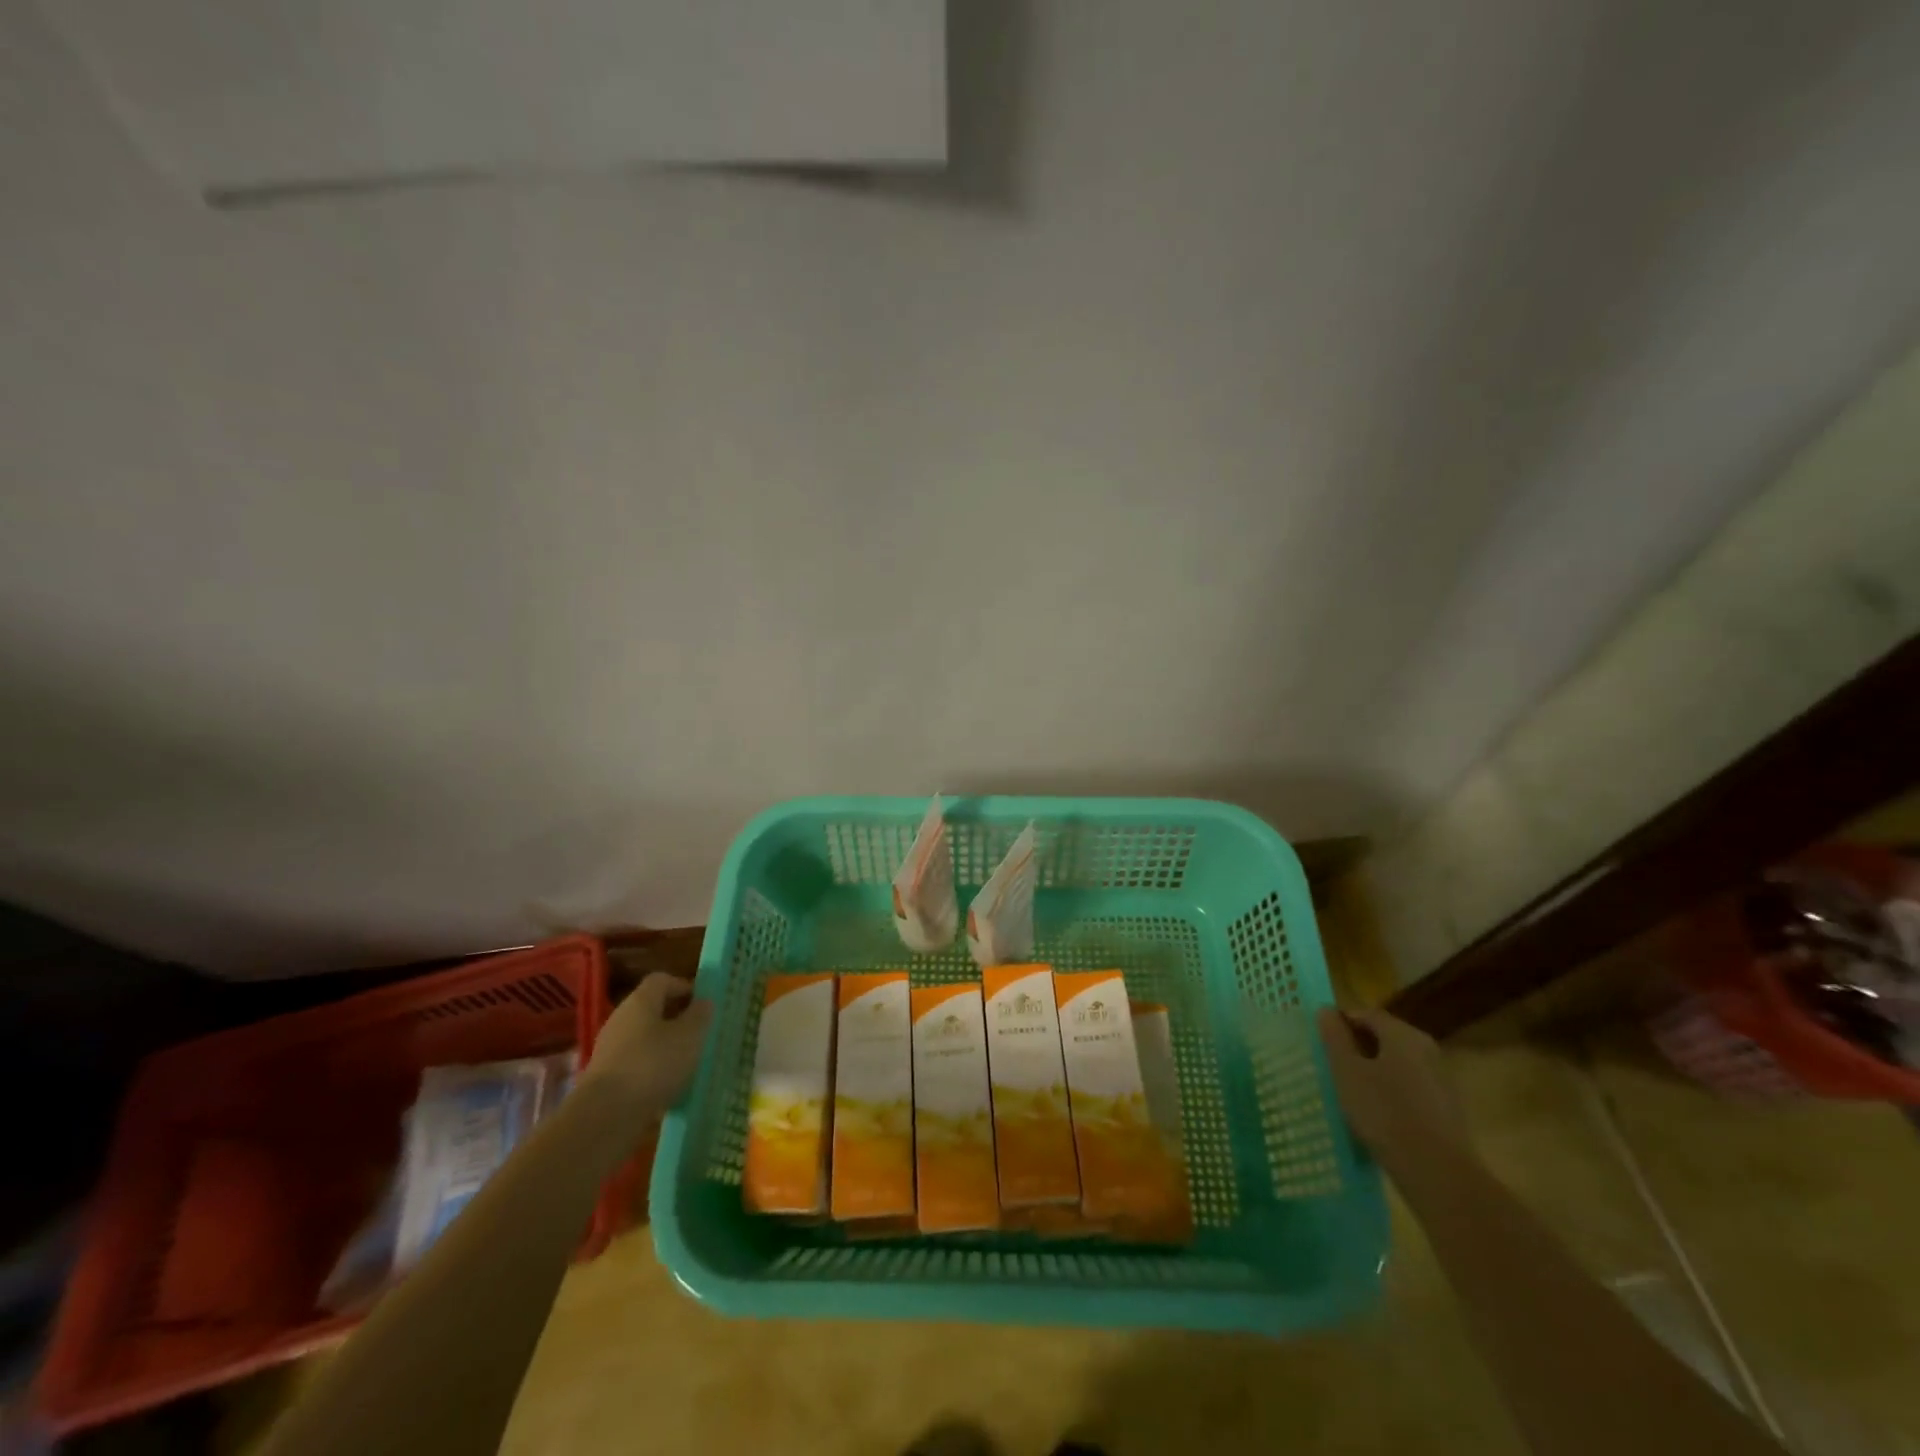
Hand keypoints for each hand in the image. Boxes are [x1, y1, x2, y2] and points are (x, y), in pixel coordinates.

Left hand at [580, 973, 713, 1122]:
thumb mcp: (690, 1036)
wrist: (605, 1116)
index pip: (662, 980)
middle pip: (652, 1009)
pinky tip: (668, 1087)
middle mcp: (621, 1019)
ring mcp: (609, 1049)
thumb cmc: (653, 1064)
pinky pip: (635, 1064)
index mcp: (640, 1001)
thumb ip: (700, 1015)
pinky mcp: (604, 1078)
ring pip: (644, 1038)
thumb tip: (704, 1002)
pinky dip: (652, 1071)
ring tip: (688, 1063)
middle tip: (700, 1032)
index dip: (684, 986)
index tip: (704, 1003)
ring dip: (666, 1046)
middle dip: (676, 1018)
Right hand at [1317, 1007, 1468, 1180]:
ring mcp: (1441, 1078)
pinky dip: (1391, 1090)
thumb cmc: (1384, 1113)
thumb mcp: (1347, 1071)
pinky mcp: (1446, 1107)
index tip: (1322, 1043)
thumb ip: (1335, 1037)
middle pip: (1384, 1036)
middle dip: (1357, 1047)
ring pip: (1397, 1062)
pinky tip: (1377, 1113)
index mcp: (1403, 1034)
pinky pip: (1410, 1085)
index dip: (1341, 1023)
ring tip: (1352, 1091)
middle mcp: (1427, 1049)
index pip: (1366, 1014)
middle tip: (1333, 1066)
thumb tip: (1326, 1011)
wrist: (1438, 1174)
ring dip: (1374, 1070)